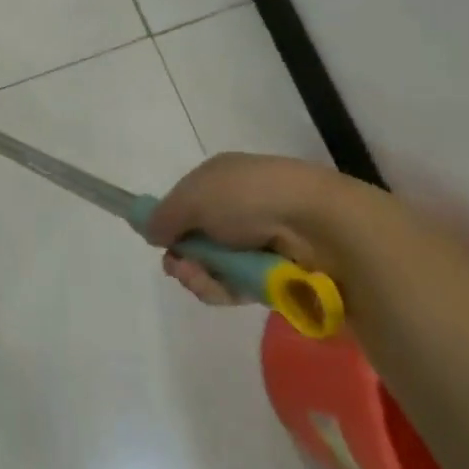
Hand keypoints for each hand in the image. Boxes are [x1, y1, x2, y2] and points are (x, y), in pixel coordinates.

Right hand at [144, 153, 382, 306]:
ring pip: (215, 267)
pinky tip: (222, 290)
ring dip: (201, 277)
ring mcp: (259, 243)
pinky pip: (239, 288)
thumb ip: (165, 214)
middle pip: (198, 239)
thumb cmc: (249, 197)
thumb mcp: (194, 196)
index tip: (159, 240)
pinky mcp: (275, 276)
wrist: (318, 225)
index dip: (171, 222)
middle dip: (183, 257)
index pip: (187, 202)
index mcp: (222, 178)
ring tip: (201, 279)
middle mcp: (239, 207)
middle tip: (181, 268)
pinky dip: (225, 291)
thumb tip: (150, 230)